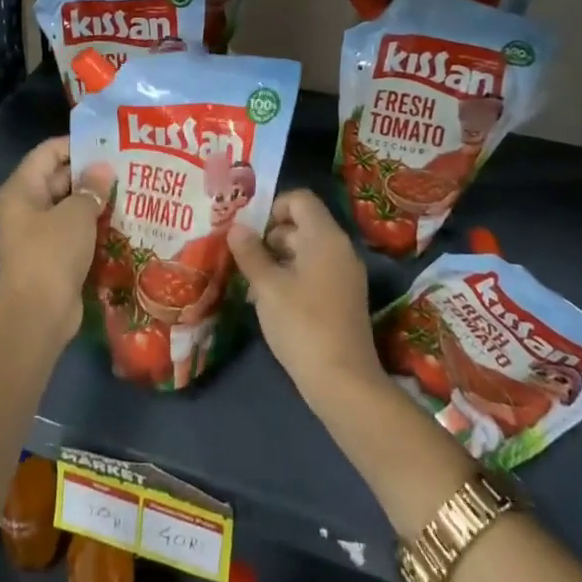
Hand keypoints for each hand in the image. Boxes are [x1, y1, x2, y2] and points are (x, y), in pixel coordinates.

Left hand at [0, 137, 114, 346]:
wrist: (38, 314)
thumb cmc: (52, 253)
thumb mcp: (76, 214)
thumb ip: (91, 187)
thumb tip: (103, 170)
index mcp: (22, 189)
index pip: (48, 152)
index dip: (77, 144)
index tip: (109, 144)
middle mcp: (26, 206)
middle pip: (60, 177)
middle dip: (92, 173)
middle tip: (128, 167)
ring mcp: (38, 233)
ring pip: (70, 206)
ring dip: (96, 201)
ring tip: (131, 191)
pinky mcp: (52, 255)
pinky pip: (75, 231)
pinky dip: (94, 225)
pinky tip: (123, 221)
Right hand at [228, 189, 383, 413]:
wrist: (344, 382)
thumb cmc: (302, 324)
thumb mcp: (267, 286)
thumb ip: (250, 253)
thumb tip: (236, 228)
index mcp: (325, 237)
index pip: (300, 200)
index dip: (273, 207)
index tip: (249, 231)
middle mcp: (339, 249)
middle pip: (301, 225)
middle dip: (269, 237)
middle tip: (242, 258)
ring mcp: (345, 275)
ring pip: (305, 252)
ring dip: (277, 261)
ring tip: (251, 284)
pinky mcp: (343, 299)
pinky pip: (314, 273)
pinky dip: (291, 278)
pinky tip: (269, 303)